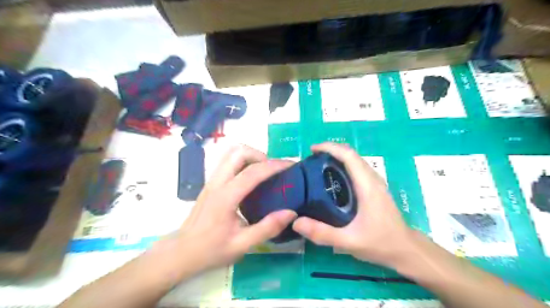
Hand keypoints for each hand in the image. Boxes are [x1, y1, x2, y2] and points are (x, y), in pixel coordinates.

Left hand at [175, 146, 296, 273]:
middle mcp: (217, 182)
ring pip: (231, 153)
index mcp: (226, 197)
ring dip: (250, 156)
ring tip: (264, 172)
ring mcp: (212, 180)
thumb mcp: (242, 245)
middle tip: (273, 171)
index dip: (274, 166)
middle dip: (260, 155)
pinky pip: (228, 161)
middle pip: (238, 152)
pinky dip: (243, 161)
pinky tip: (251, 179)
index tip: (291, 165)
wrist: (181, 252)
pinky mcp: (210, 182)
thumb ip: (267, 228)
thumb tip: (291, 212)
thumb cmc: (211, 250)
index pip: (252, 172)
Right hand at [292, 143, 411, 267]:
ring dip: (337, 157)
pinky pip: (357, 170)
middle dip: (331, 150)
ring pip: (355, 161)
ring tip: (318, 166)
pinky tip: (332, 180)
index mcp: (367, 185)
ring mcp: (375, 183)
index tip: (312, 150)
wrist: (407, 250)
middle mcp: (372, 179)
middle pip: (351, 154)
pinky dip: (343, 166)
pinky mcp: (374, 189)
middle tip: (310, 159)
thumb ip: (322, 233)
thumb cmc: (381, 243)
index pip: (349, 156)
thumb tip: (295, 221)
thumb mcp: (350, 241)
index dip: (330, 147)